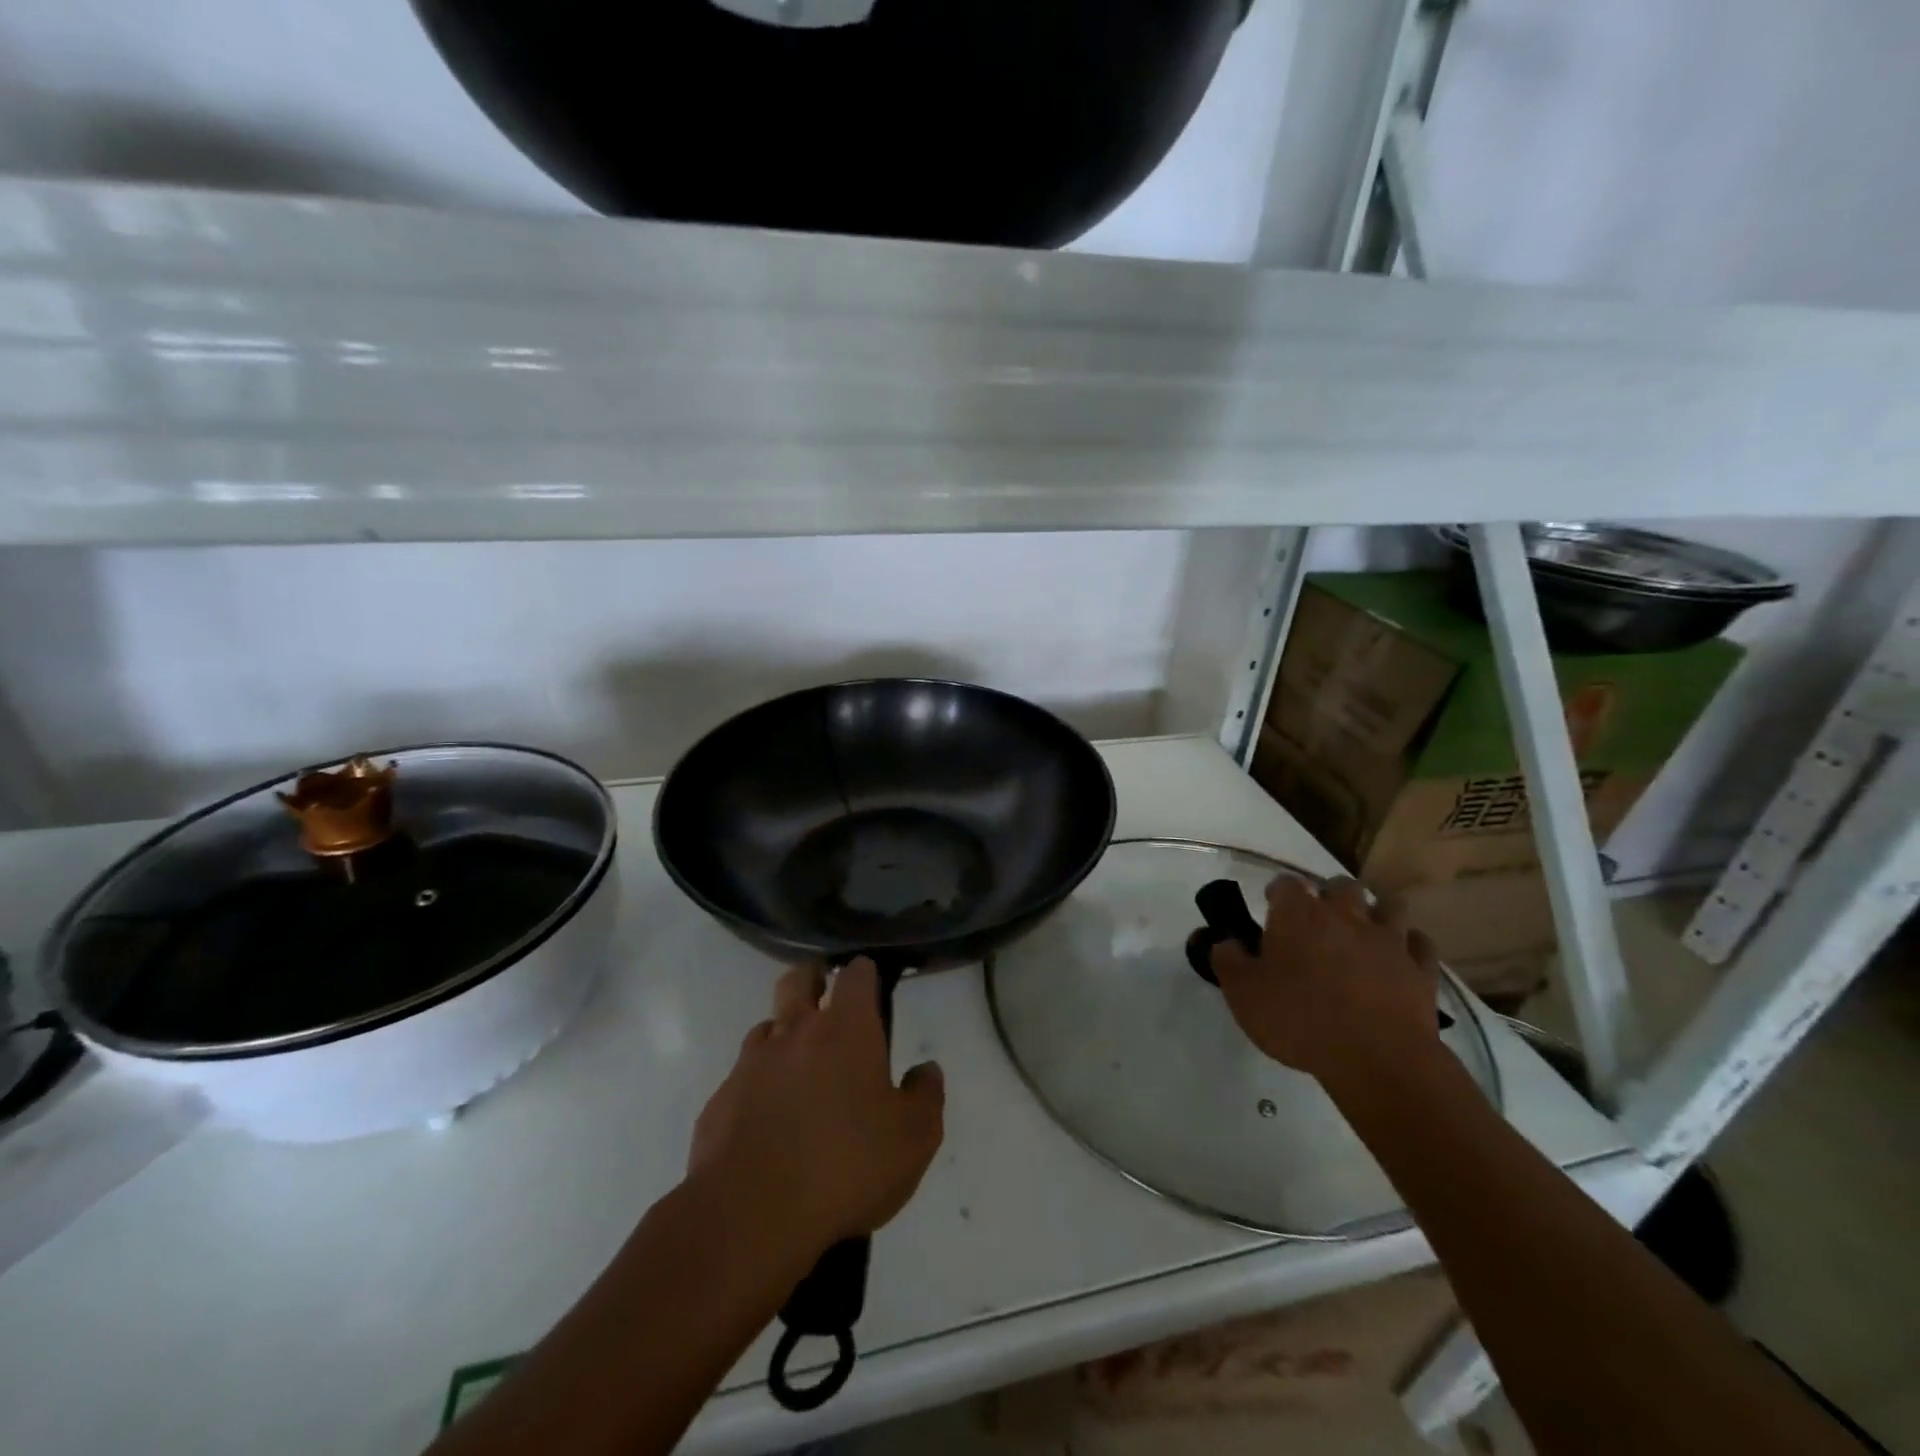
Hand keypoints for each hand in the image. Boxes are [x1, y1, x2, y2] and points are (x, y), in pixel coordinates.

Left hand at [687, 958, 944, 1263]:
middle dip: (813, 980)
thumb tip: (926, 1070)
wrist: (749, 1216)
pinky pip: (742, 1078)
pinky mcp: (719, 1101)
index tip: (871, 985)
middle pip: (798, 979)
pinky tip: (769, 1123)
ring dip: (784, 1036)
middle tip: (828, 1002)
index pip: (855, 975)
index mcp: (845, 1029)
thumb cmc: (845, 1167)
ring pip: (767, 1027)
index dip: (864, 974)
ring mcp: (751, 1064)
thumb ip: (926, 1096)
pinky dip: (758, 1086)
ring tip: (800, 1071)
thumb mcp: (913, 1139)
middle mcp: (795, 1031)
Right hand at [1209, 875, 1442, 1085]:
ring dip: (1375, 911)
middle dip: (1329, 894)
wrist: (1378, 1059)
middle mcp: (1345, 915)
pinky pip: (1420, 943)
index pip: (1286, 883)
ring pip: (1388, 905)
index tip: (1271, 906)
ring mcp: (1388, 940)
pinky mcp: (1421, 969)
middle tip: (1318, 919)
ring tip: (1363, 931)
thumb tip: (1224, 940)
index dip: (1278, 892)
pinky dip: (1409, 945)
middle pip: (1341, 885)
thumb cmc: (1299, 1020)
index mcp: (1298, 915)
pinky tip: (1399, 957)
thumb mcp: (1242, 993)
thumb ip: (1227, 959)